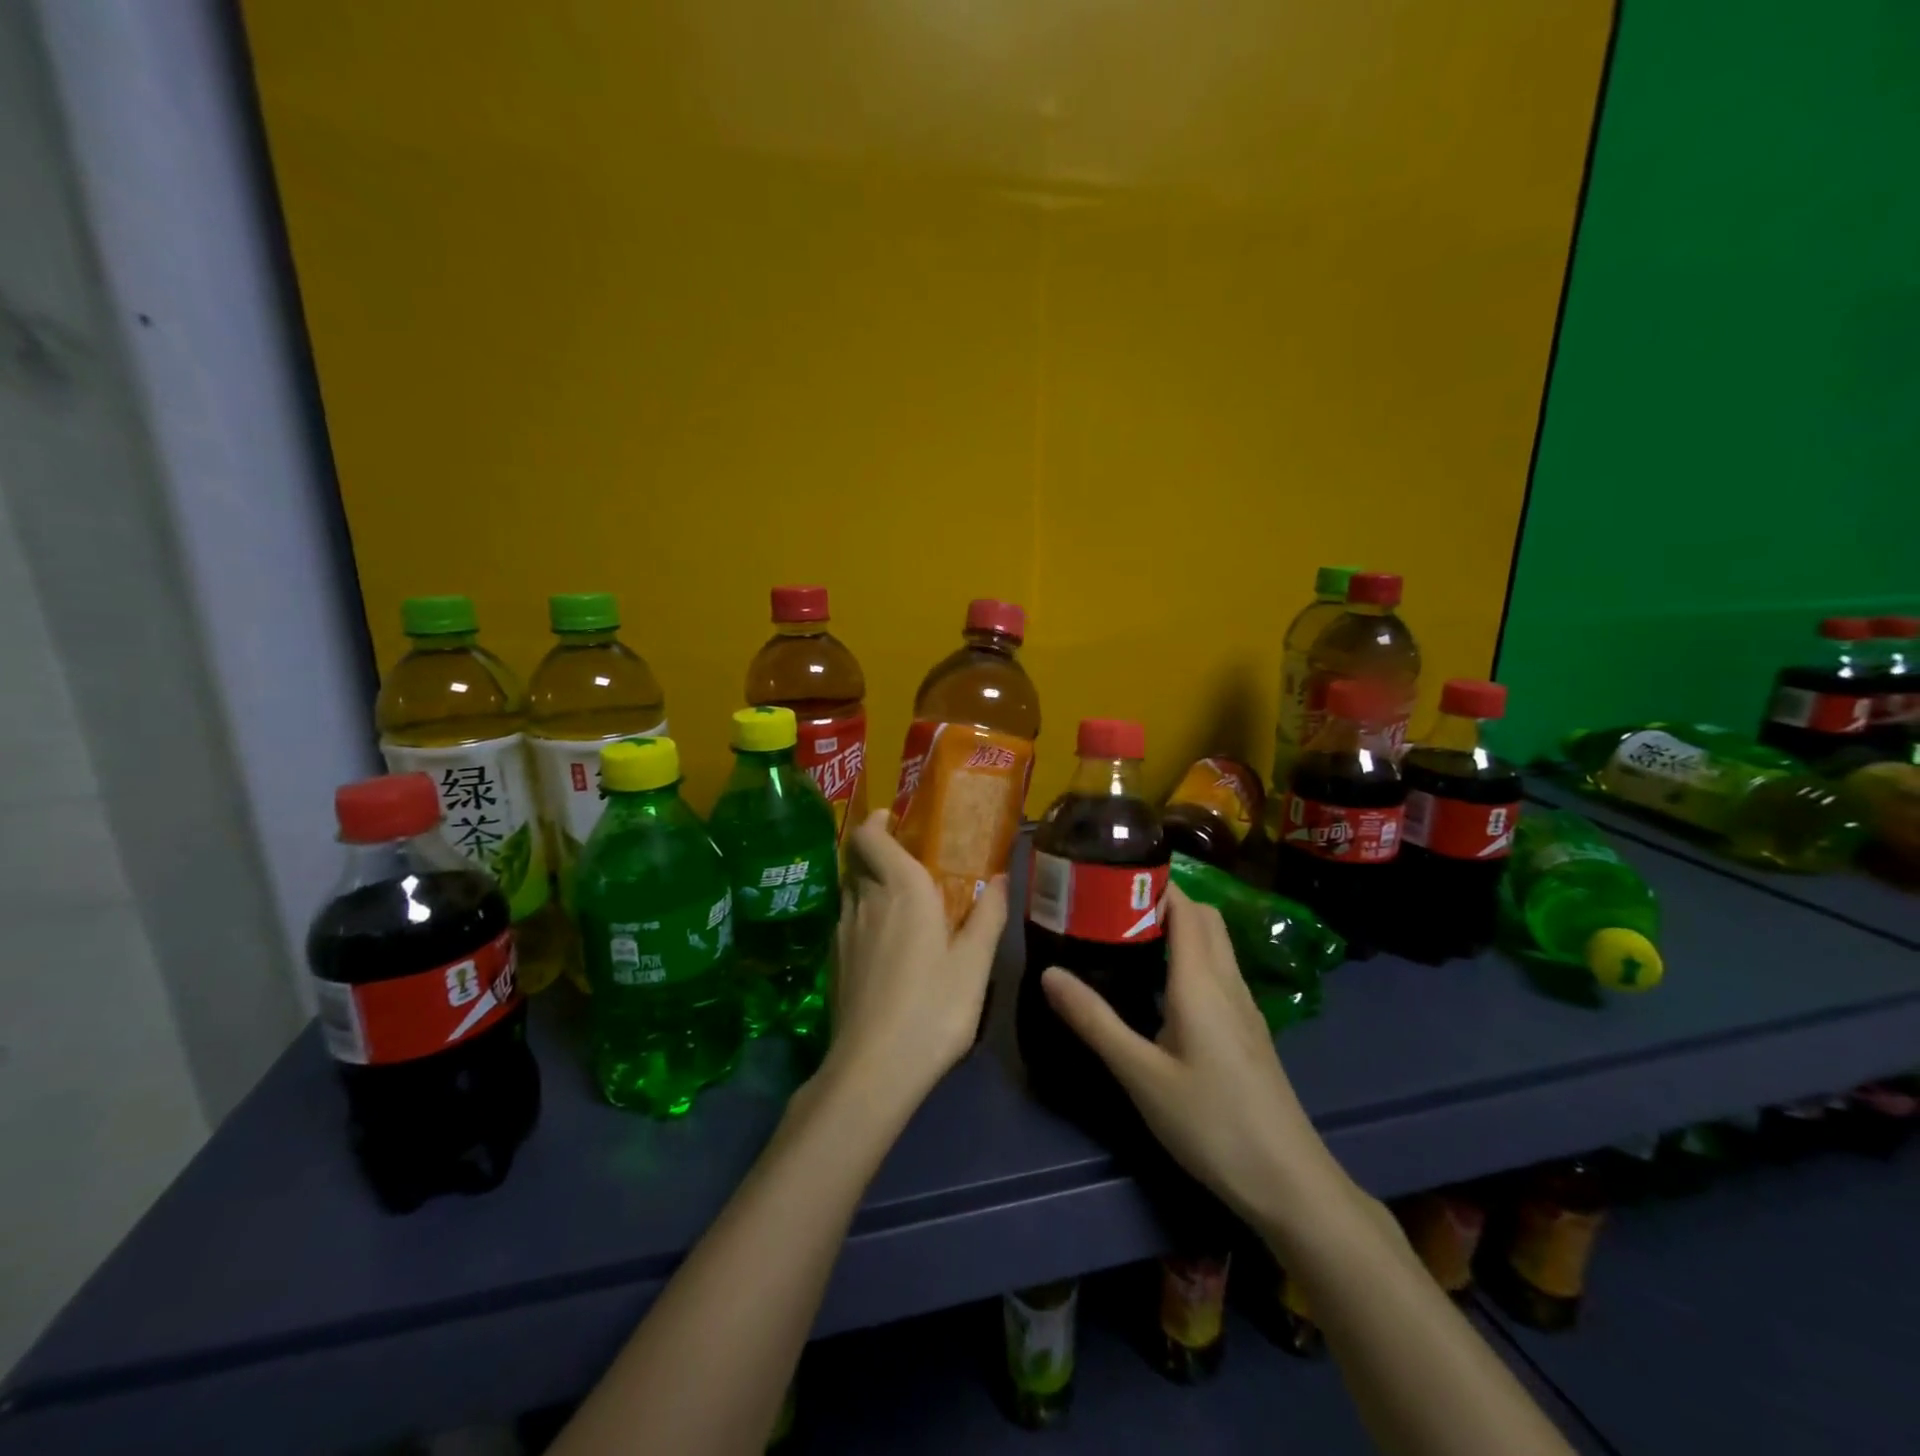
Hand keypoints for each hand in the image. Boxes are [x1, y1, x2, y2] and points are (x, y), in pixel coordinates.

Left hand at [818, 812, 1007, 1115]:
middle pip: (858, 860)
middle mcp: (864, 900)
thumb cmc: (933, 1007)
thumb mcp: (974, 964)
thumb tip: (1000, 878)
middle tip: (910, 863)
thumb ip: (988, 915)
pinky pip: (847, 921)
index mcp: (900, 889)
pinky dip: (863, 916)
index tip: (894, 819)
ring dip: (871, 885)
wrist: (873, 1068)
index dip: (877, 822)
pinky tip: (886, 946)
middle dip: (879, 852)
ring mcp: (842, 931)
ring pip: (851, 891)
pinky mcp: (832, 961)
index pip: (870, 836)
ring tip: (901, 905)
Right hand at [1040, 887, 1341, 1230]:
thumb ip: (1095, 1021)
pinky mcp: (1249, 1030)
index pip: (1184, 907)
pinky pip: (1219, 970)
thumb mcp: (1141, 1074)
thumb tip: (1049, 972)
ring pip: (1215, 943)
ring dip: (1180, 926)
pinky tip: (1162, 986)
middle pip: (1203, 917)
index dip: (1153, 883)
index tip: (1110, 879)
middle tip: (1113, 908)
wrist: (1288, 1181)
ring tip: (1130, 938)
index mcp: (1201, 981)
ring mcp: (1244, 1006)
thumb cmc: (1211, 1122)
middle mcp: (1227, 981)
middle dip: (1163, 899)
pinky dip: (1191, 956)